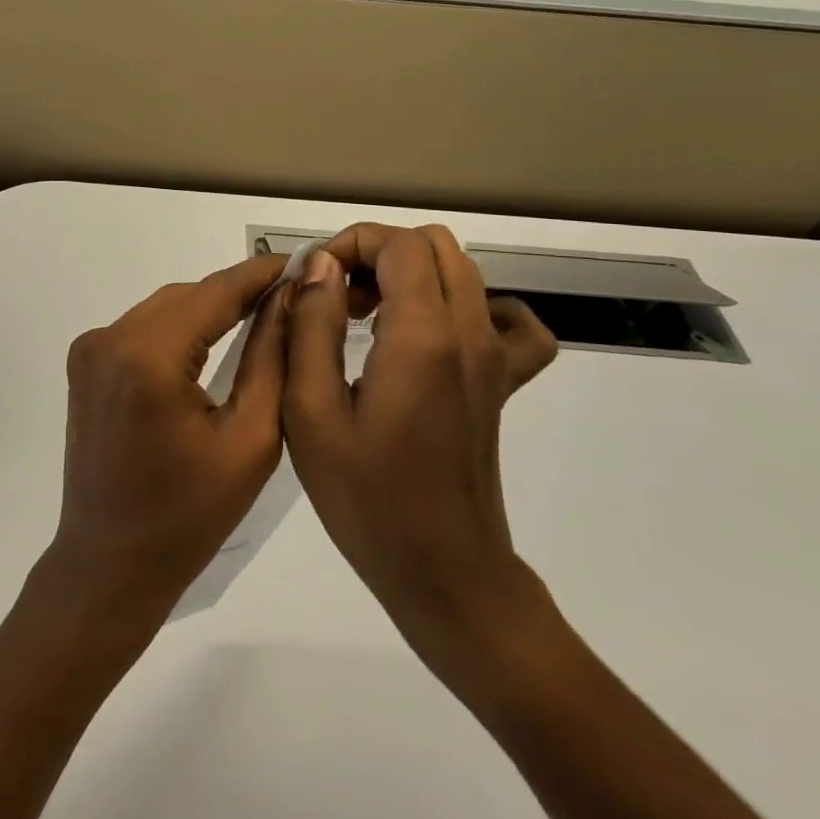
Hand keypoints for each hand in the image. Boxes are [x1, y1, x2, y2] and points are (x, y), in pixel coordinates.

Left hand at [43, 252, 289, 630]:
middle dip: (237, 292)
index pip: (215, 292)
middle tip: (291, 296)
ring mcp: (90, 349)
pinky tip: (212, 340)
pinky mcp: (85, 363)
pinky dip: (179, 328)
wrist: (110, 563)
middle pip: (188, 296)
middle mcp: (109, 338)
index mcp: (147, 357)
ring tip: (260, 315)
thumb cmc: (189, 517)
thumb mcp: (250, 439)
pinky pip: (143, 328)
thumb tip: (290, 297)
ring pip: (165, 308)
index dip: (261, 273)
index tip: (304, 260)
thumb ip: (271, 358)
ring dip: (208, 309)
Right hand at [283, 224, 558, 659]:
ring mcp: (495, 357)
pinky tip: (434, 336)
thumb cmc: (367, 499)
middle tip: (335, 299)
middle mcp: (470, 333)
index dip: (349, 244)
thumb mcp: (311, 412)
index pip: (398, 243)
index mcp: (423, 336)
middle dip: (376, 254)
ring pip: (463, 272)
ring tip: (366, 319)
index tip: (312, 281)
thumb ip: (312, 327)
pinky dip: (468, 308)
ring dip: (409, 275)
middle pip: (433, 246)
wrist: (445, 575)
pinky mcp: (501, 383)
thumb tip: (321, 267)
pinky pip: (508, 320)